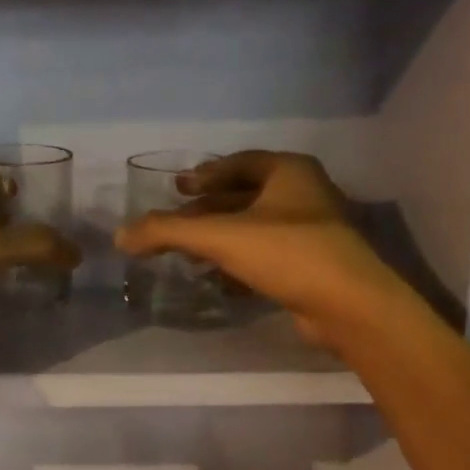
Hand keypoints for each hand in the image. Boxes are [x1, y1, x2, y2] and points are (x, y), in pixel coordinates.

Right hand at [115, 151, 400, 346]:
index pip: (238, 162)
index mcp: (289, 171)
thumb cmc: (287, 253)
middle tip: (177, 220)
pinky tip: (217, 278)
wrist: (348, 306)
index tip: (178, 187)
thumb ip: (167, 231)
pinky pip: (266, 254)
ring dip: (221, 237)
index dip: (204, 174)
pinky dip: (239, 261)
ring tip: (189, 252)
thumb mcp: (220, 236)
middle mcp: (304, 194)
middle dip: (208, 208)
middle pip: (244, 195)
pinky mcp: (311, 265)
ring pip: (254, 227)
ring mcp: (311, 231)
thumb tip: (121, 236)